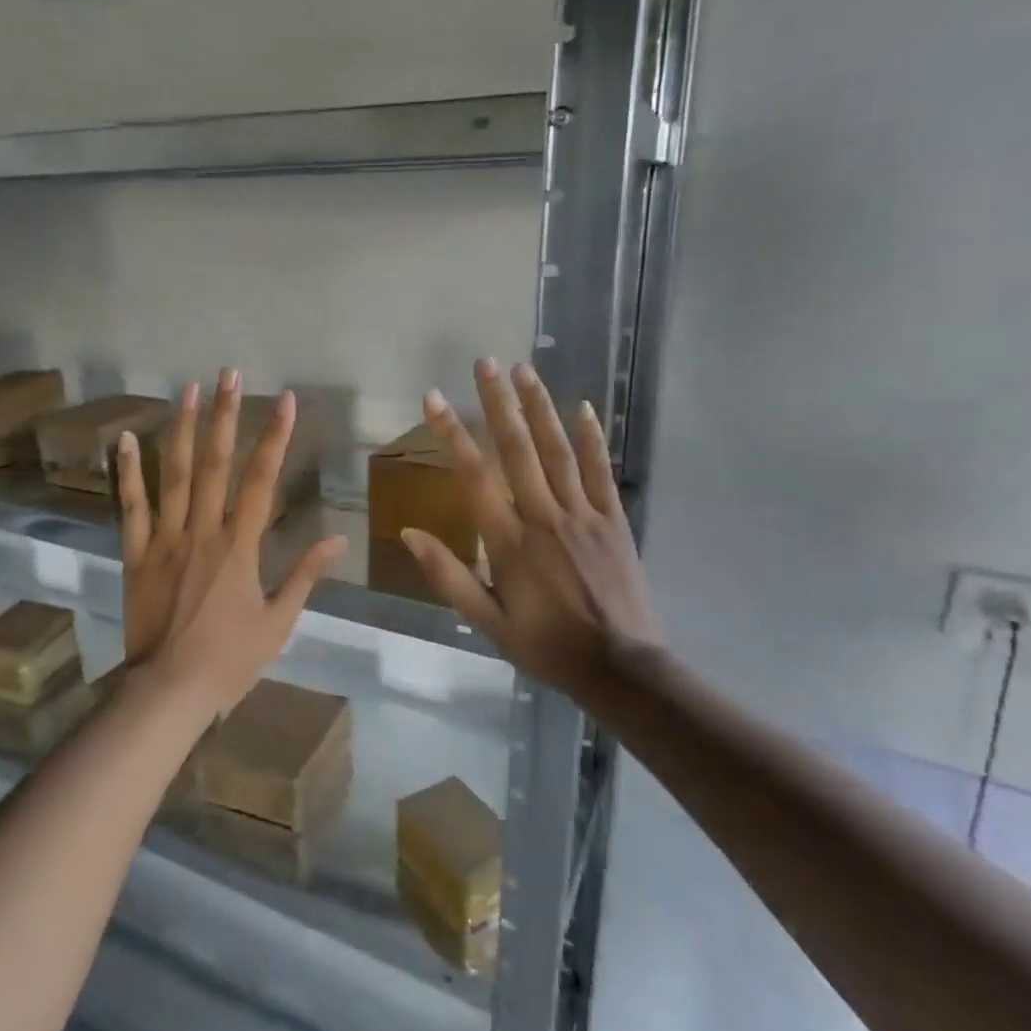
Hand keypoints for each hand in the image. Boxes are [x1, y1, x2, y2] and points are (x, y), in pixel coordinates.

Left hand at [116, 368, 345, 721]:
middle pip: (215, 464)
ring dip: (181, 429)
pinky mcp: (134, 554)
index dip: (275, 438)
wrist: (169, 690)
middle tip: (229, 374)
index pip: (261, 481)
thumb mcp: (279, 621)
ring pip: (173, 475)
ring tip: (187, 390)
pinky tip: (126, 438)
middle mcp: (202, 531)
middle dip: (225, 415)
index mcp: (240, 547)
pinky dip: (128, 472)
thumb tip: (336, 538)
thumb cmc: (230, 659)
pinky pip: (131, 506)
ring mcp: (164, 539)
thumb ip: (305, 575)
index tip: (285, 401)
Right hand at [399, 358, 661, 696]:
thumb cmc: (546, 646)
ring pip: (558, 451)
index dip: (452, 433)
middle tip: (485, 363)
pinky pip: (600, 471)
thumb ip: (448, 576)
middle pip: (518, 450)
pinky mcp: (613, 520)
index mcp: (509, 542)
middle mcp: (544, 517)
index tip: (435, 398)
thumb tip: (410, 534)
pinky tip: (582, 407)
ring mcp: (583, 515)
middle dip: (498, 403)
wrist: (620, 667)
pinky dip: (591, 437)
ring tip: (524, 370)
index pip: (474, 477)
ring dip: (539, 408)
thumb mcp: (487, 622)